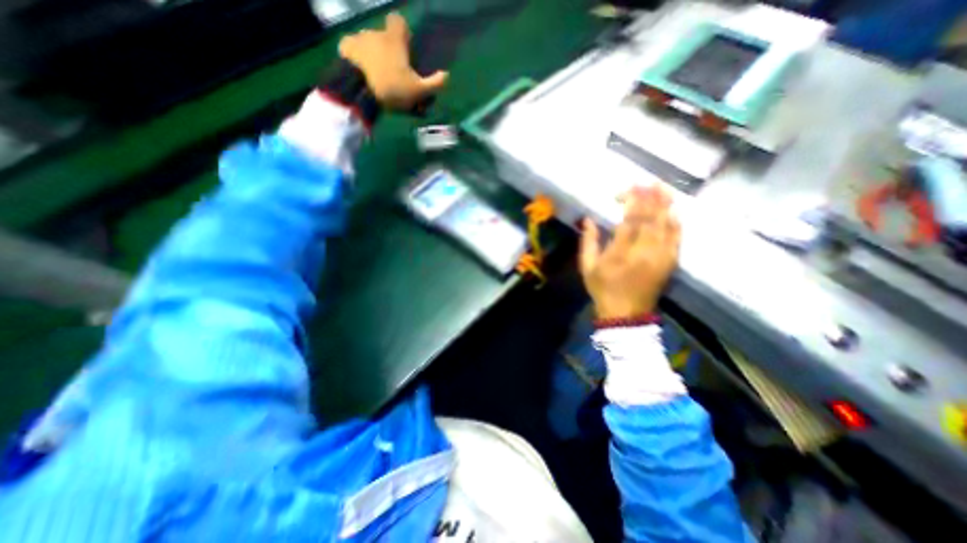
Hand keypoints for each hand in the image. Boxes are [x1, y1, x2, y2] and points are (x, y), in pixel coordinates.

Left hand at [337, 12, 448, 106]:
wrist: (358, 91)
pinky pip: (353, 49)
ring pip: (369, 43)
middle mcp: (376, 32)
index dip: (403, 32)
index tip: (406, 48)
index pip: (399, 21)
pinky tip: (361, 72)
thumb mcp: (418, 92)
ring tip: (375, 76)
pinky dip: (358, 58)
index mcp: (394, 39)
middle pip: (384, 36)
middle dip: (388, 49)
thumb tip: (447, 75)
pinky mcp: (345, 47)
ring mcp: (358, 38)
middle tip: (392, 71)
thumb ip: (435, 84)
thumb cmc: (392, 88)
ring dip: (373, 55)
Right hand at [582, 184, 677, 317]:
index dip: (632, 201)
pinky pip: (676, 238)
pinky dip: (675, 223)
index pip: (630, 220)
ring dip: (666, 205)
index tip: (630, 188)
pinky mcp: (669, 263)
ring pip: (666, 225)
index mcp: (620, 253)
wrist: (626, 313)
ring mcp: (660, 257)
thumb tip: (588, 219)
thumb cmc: (602, 288)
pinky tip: (673, 211)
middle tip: (650, 182)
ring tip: (664, 188)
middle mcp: (643, 252)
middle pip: (651, 219)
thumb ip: (588, 242)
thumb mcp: (587, 267)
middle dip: (651, 198)